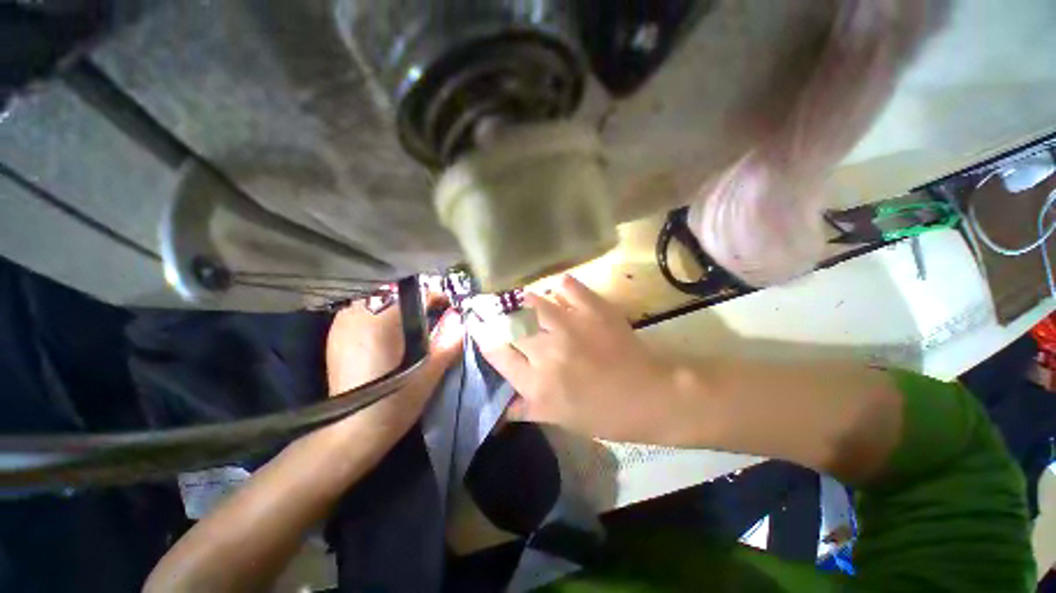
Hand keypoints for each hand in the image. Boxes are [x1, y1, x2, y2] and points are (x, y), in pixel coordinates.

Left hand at [325, 298, 463, 462]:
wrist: (350, 430)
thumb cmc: (394, 402)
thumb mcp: (430, 373)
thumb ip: (448, 341)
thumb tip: (458, 317)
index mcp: (383, 320)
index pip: (416, 293)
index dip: (437, 297)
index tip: (448, 309)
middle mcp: (360, 313)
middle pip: (396, 291)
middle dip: (417, 299)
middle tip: (431, 317)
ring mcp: (344, 321)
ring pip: (378, 298)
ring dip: (398, 305)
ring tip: (410, 324)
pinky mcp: (337, 333)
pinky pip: (363, 309)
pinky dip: (380, 313)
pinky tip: (388, 332)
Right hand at [479, 276, 682, 443]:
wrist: (649, 396)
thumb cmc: (603, 414)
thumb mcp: (559, 419)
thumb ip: (526, 409)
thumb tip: (500, 406)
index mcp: (537, 383)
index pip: (496, 352)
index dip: (483, 335)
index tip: (478, 325)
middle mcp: (547, 351)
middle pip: (507, 322)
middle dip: (494, 313)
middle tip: (491, 306)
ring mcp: (571, 326)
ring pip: (531, 301)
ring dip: (521, 299)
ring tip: (520, 298)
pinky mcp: (593, 309)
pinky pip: (567, 285)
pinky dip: (560, 286)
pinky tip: (558, 292)